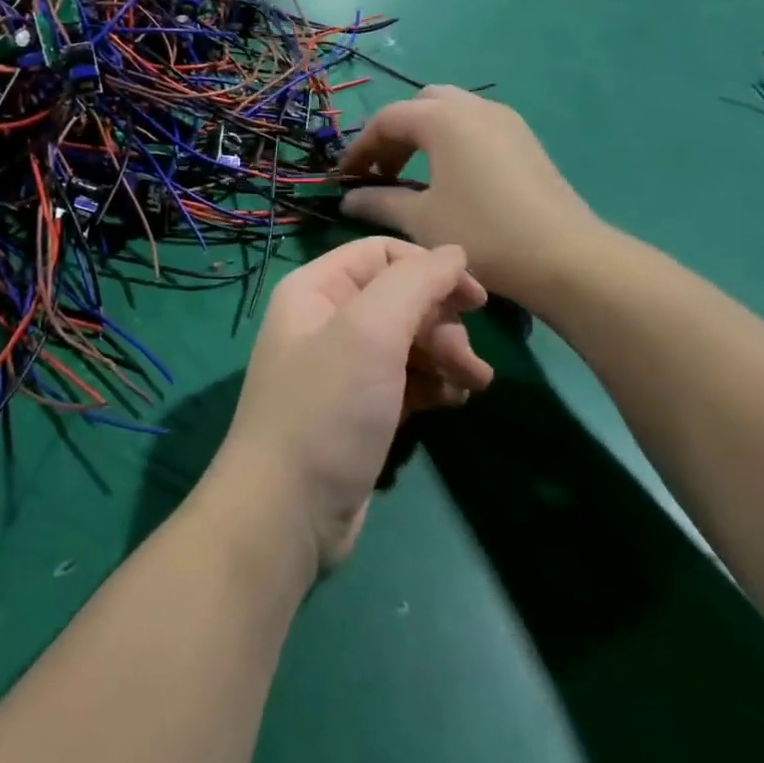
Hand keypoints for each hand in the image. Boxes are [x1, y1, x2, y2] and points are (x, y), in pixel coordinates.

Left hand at [209, 238, 491, 569]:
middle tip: (469, 361)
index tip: (476, 299)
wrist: (287, 511)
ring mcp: (341, 369)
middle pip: (400, 298)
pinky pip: (404, 381)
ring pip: (407, 342)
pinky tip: (453, 404)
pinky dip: (432, 385)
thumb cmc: (327, 409)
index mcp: (316, 290)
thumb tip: (454, 252)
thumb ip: (415, 282)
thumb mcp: (371, 332)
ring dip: (445, 356)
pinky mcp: (358, 410)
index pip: (382, 254)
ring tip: (474, 385)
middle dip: (442, 323)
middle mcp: (326, 321)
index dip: (431, 268)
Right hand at [339, 85, 602, 304]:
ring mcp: (505, 120)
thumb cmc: (481, 233)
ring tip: (411, 177)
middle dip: (394, 134)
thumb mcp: (420, 220)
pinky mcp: (524, 139)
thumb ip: (378, 203)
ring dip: (423, 136)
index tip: (344, 177)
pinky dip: (451, 141)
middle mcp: (474, 106)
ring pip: (450, 112)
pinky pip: (475, 125)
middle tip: (381, 172)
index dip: (359, 147)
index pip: (387, 119)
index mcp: (443, 118)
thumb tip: (347, 199)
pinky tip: (450, 179)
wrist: (564, 257)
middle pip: (420, 106)